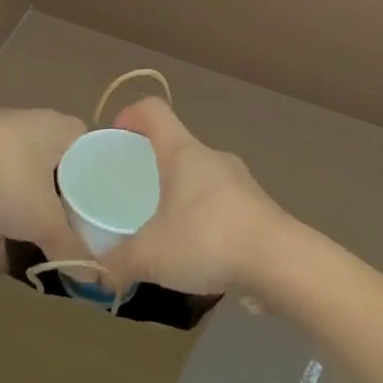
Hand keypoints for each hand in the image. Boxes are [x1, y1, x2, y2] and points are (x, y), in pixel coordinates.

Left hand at [0, 109, 86, 302]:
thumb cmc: (8, 180)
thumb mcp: (46, 222)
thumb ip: (70, 247)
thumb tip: (94, 276)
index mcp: (55, 130)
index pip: (84, 147)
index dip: (92, 176)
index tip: (96, 205)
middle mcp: (22, 129)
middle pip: (41, 173)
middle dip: (41, 212)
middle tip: (54, 237)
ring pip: (0, 192)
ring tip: (4, 272)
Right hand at [101, 97, 290, 296]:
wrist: (282, 263)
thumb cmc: (208, 240)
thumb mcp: (150, 255)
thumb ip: (118, 262)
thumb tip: (100, 272)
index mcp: (183, 152)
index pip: (153, 110)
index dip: (130, 116)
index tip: (115, 139)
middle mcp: (212, 157)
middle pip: (175, 146)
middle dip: (151, 165)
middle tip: (132, 196)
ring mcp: (240, 182)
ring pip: (199, 178)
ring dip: (179, 196)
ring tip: (163, 231)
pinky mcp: (258, 209)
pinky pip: (220, 206)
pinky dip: (204, 221)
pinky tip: (197, 255)